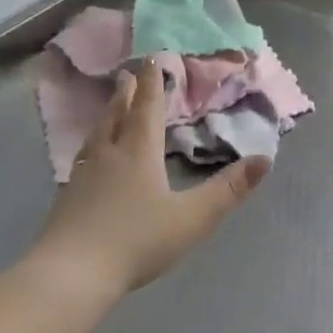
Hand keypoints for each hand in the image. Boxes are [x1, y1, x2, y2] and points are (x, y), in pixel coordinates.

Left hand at [32, 59, 269, 299]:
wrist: (71, 273)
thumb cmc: (136, 241)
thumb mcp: (192, 218)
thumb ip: (228, 190)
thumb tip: (265, 159)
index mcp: (139, 153)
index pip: (147, 109)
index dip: (152, 84)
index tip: (151, 59)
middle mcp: (109, 154)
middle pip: (118, 115)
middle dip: (127, 93)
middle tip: (127, 74)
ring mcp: (83, 174)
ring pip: (97, 134)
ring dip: (107, 114)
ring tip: (110, 107)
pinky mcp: (67, 196)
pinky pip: (82, 157)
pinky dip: (91, 145)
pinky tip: (88, 158)